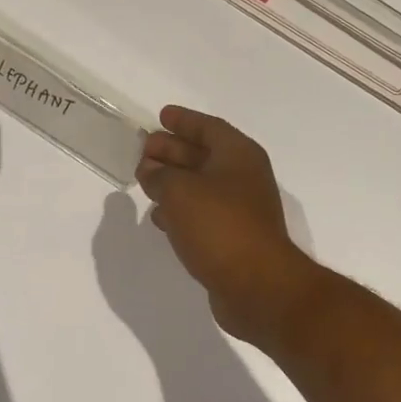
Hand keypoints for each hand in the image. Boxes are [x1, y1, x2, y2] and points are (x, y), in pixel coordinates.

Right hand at [135, 106, 321, 344]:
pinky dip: (180, 211)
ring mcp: (240, 211)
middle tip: (143, 149)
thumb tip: (151, 171)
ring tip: (143, 180)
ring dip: (173, 182)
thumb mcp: (180, 191)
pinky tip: (159, 218)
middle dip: (173, 150)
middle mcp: (243, 178)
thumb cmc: (220, 226)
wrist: (257, 285)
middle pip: (204, 155)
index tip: (161, 116)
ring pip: (201, 187)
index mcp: (239, 155)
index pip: (209, 127)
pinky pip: (202, 215)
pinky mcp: (232, 239)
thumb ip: (160, 176)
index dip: (184, 120)